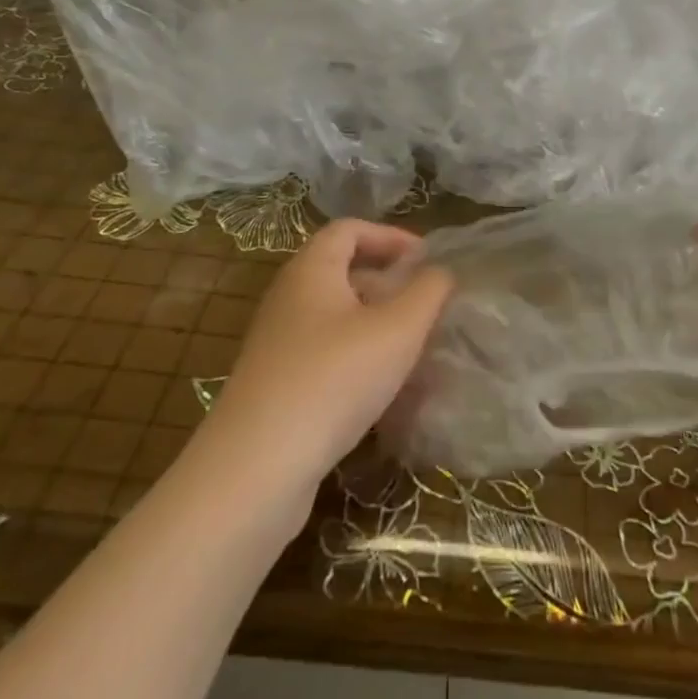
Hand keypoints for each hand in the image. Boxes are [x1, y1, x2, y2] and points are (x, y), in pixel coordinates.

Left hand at [197, 219, 453, 507]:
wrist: (257, 468)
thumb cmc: (334, 379)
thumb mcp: (398, 329)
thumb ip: (429, 292)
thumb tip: (440, 272)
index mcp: (311, 271)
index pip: (349, 229)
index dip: (391, 236)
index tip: (427, 260)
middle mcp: (289, 299)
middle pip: (343, 273)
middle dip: (390, 285)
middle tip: (427, 308)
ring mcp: (279, 345)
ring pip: (338, 319)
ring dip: (378, 327)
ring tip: (415, 352)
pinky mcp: (278, 386)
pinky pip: (327, 356)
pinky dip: (360, 361)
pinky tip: (385, 393)